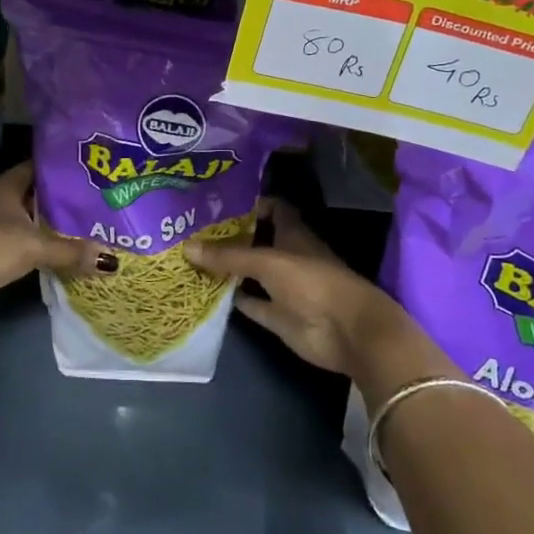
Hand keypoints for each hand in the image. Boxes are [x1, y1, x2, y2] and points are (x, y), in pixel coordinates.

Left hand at [0, 163, 90, 318]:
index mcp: (6, 186)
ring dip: (40, 220)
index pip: (36, 167)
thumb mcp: (36, 248)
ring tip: (72, 225)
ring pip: (19, 214)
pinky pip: (11, 234)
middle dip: (54, 196)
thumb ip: (72, 251)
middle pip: (29, 191)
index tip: (83, 172)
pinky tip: (45, 249)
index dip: (58, 168)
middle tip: (86, 201)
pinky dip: (27, 239)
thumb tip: (111, 260)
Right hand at [189, 200, 422, 379]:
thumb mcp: (268, 262)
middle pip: (256, 241)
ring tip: (191, 257)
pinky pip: (251, 303)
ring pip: (251, 273)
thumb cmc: (312, 282)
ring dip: (228, 268)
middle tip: (192, 229)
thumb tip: (187, 247)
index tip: (217, 202)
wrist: (346, 331)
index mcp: (292, 233)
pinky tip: (206, 293)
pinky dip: (233, 299)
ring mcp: (283, 287)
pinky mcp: (278, 315)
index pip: (271, 208)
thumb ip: (229, 255)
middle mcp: (287, 256)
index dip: (249, 203)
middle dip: (230, 236)